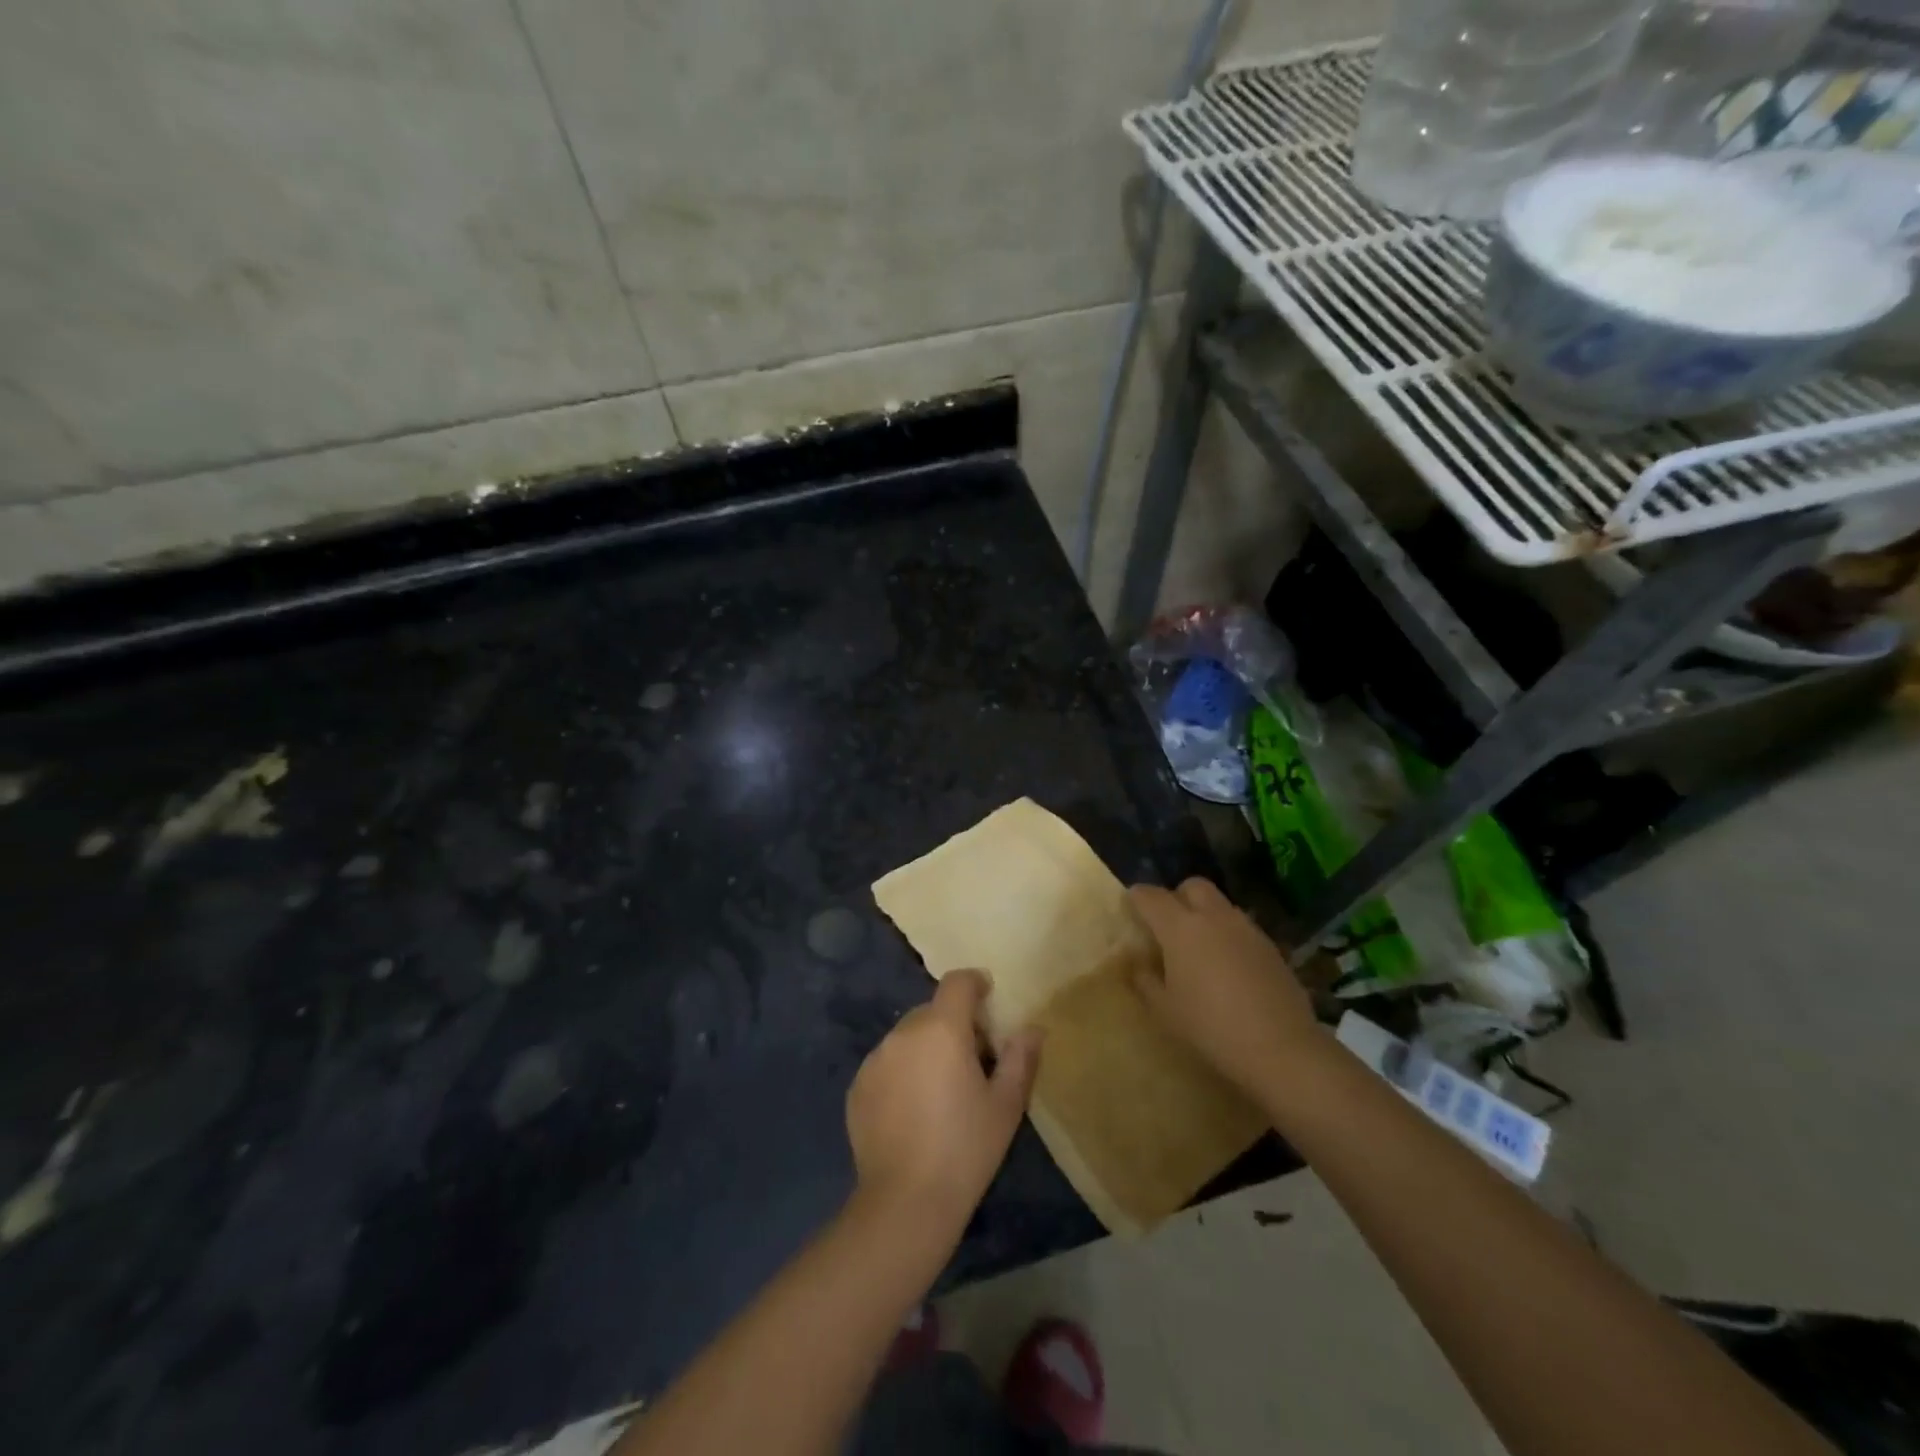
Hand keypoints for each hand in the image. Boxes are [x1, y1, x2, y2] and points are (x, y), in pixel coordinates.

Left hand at [845, 969, 1041, 1224]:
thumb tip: (1032, 1028)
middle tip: (973, 1059)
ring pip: (908, 1037)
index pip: (957, 982)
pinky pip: (887, 1063)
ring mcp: (875, 1059)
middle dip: (954, 1023)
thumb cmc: (965, 1149)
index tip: (988, 998)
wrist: (905, 1202)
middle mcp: (903, 1033)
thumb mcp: (1006, 1105)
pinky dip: (903, 1072)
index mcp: (942, 1029)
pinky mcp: (857, 1086)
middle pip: (933, 1010)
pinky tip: (913, 1110)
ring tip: (941, 1089)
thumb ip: (1021, 1059)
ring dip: (926, 1047)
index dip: (975, 983)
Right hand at [1128, 878, 1318, 1097]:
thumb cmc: (1210, 1027)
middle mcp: (1213, 917)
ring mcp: (1246, 929)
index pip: (1150, 896)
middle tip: (1168, 924)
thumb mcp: (1165, 1010)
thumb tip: (1138, 963)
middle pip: (1192, 886)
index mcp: (1180, 927)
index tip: (1130, 907)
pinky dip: (1228, 934)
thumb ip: (1145, 980)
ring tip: (1199, 946)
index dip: (1136, 898)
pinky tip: (1227, 965)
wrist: (1281, 1049)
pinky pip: (1241, 927)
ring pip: (1220, 904)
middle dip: (1176, 896)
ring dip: (1205, 914)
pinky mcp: (1271, 946)